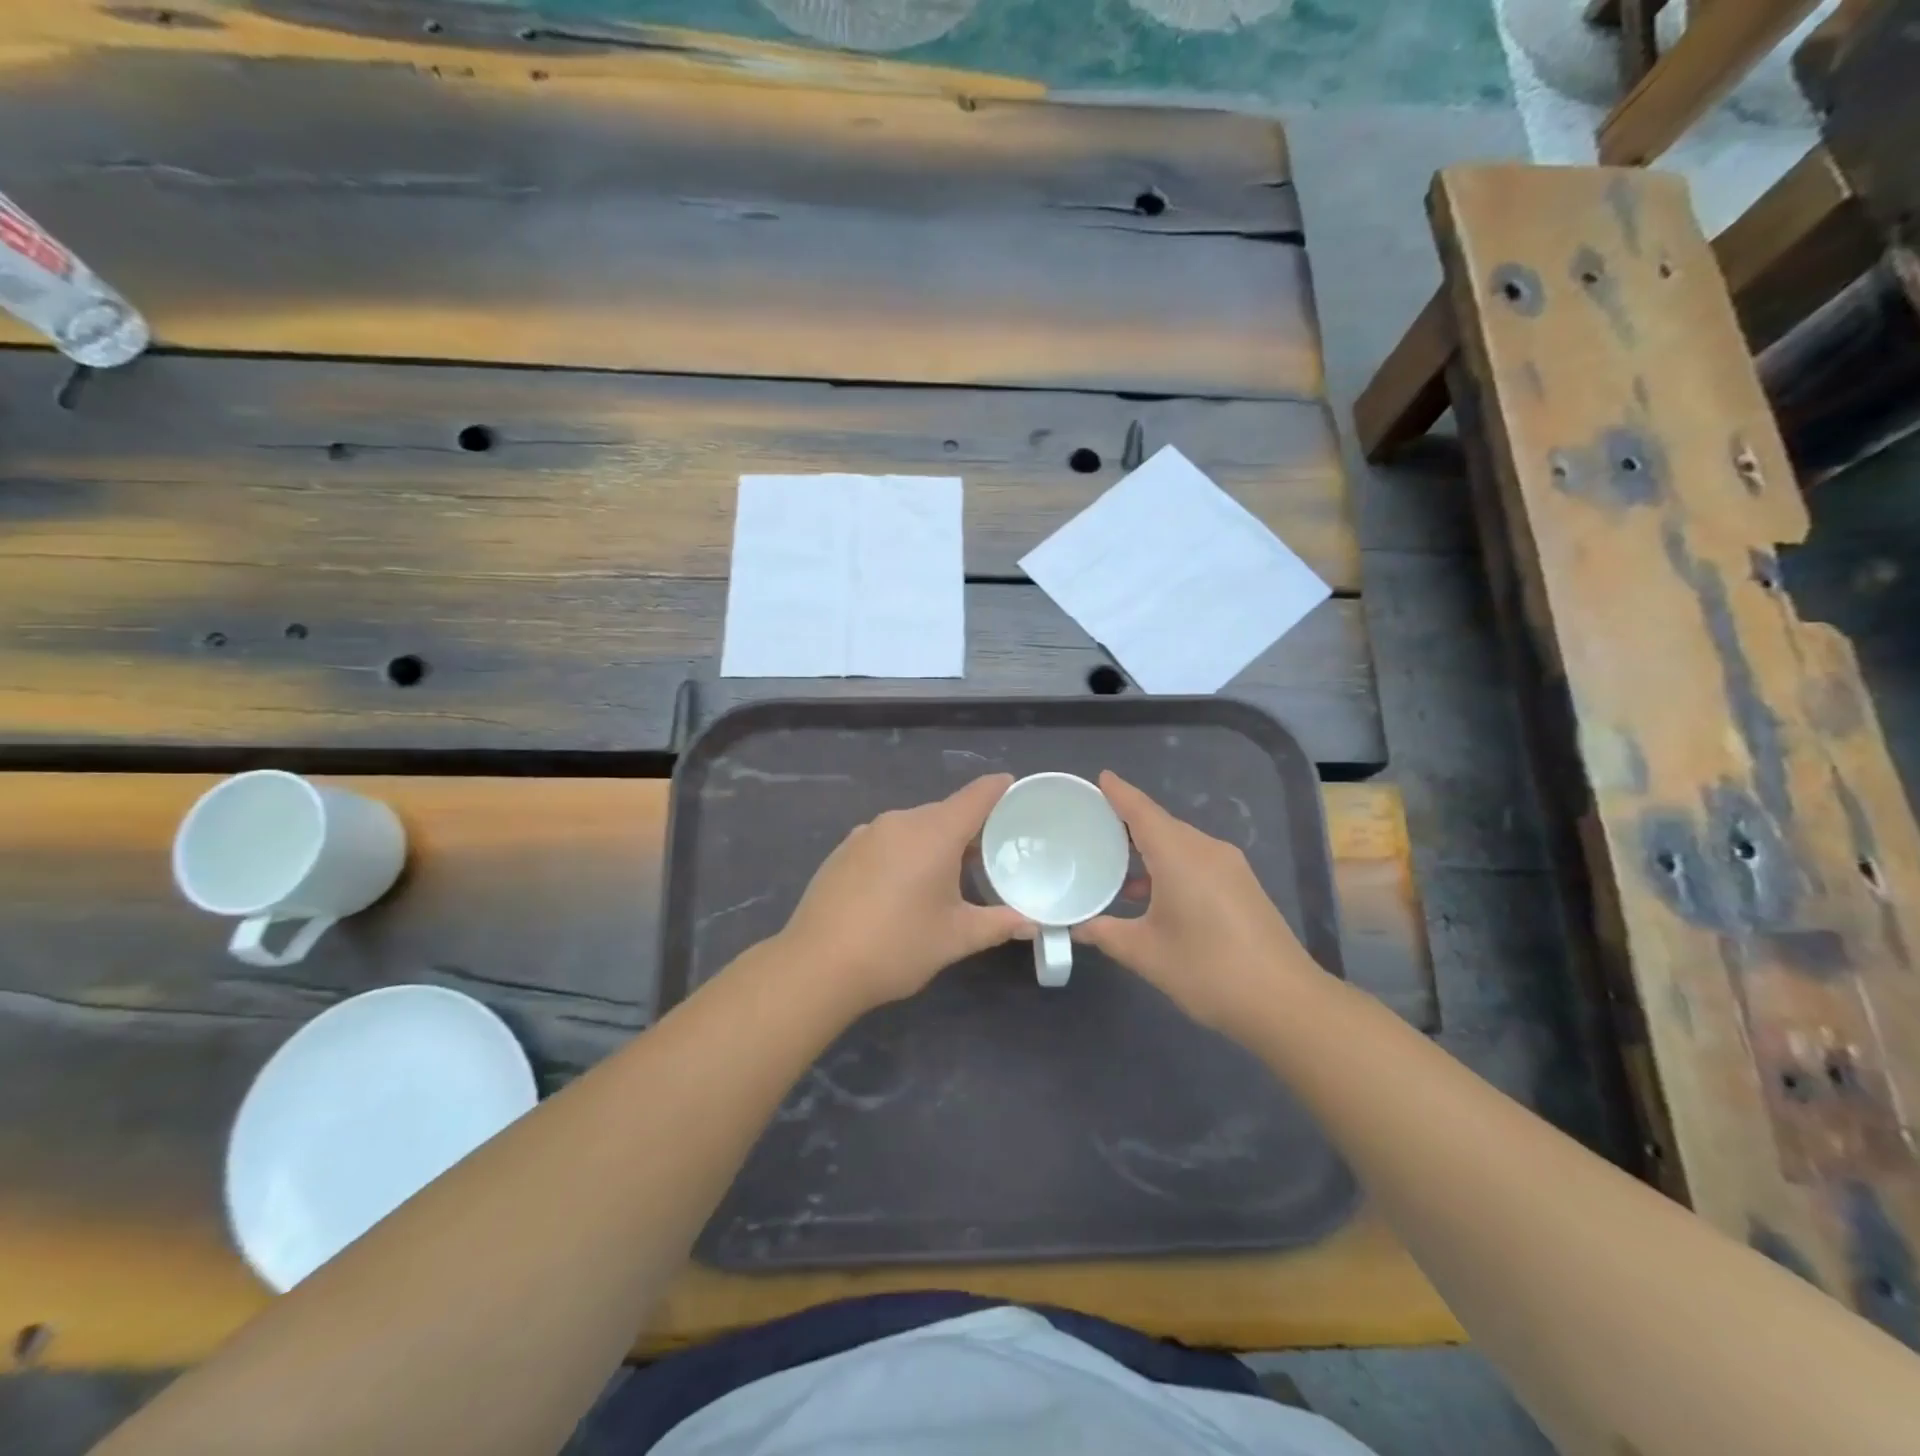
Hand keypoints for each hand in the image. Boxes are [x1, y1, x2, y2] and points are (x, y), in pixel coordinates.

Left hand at [779, 774, 1031, 1011]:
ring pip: (914, 827)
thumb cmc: (897, 946)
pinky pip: (887, 840)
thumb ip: (999, 924)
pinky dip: (905, 853)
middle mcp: (900, 821)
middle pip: (946, 812)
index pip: (977, 795)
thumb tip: (1032, 924)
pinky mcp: (844, 850)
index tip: (1018, 792)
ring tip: (948, 876)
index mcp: (934, 832)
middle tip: (991, 855)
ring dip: (935, 843)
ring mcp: (867, 833)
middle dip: (970, 829)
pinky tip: (902, 887)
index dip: (1001, 789)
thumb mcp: (956, 938)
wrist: (817, 966)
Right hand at [1074, 771, 1321, 1033]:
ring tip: (1117, 864)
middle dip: (1129, 821)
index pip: (1142, 812)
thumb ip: (1106, 934)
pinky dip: (1171, 864)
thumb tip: (1077, 927)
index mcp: (1180, 856)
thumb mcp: (1146, 954)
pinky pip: (1197, 860)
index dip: (1119, 793)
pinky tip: (1154, 893)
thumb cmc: (1208, 971)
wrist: (1286, 1003)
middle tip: (1095, 825)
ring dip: (1151, 848)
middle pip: (1162, 824)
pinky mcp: (1243, 885)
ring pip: (1181, 843)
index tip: (1100, 778)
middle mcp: (1207, 850)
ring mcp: (1230, 867)